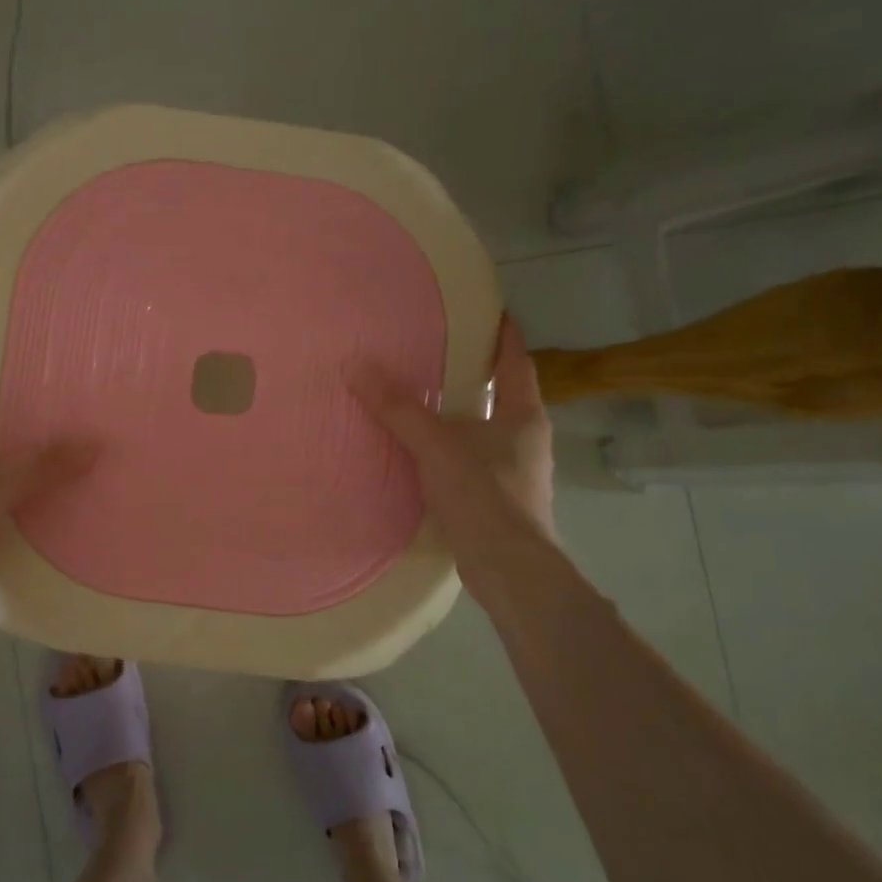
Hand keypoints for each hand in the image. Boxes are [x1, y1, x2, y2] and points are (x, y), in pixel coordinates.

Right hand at [354, 315, 556, 557]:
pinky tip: (421, 451)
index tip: (486, 310)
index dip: (502, 334)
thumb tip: (356, 366)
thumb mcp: (436, 445)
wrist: (509, 570)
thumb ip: (397, 408)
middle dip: (472, 374)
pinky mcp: (499, 499)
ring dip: (459, 414)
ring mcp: (516, 471)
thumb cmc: (484, 495)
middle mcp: (526, 438)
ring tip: (421, 398)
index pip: (515, 361)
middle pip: (500, 393)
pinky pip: (472, 459)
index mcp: (523, 414)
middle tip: (435, 350)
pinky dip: (450, 448)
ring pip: (485, 429)